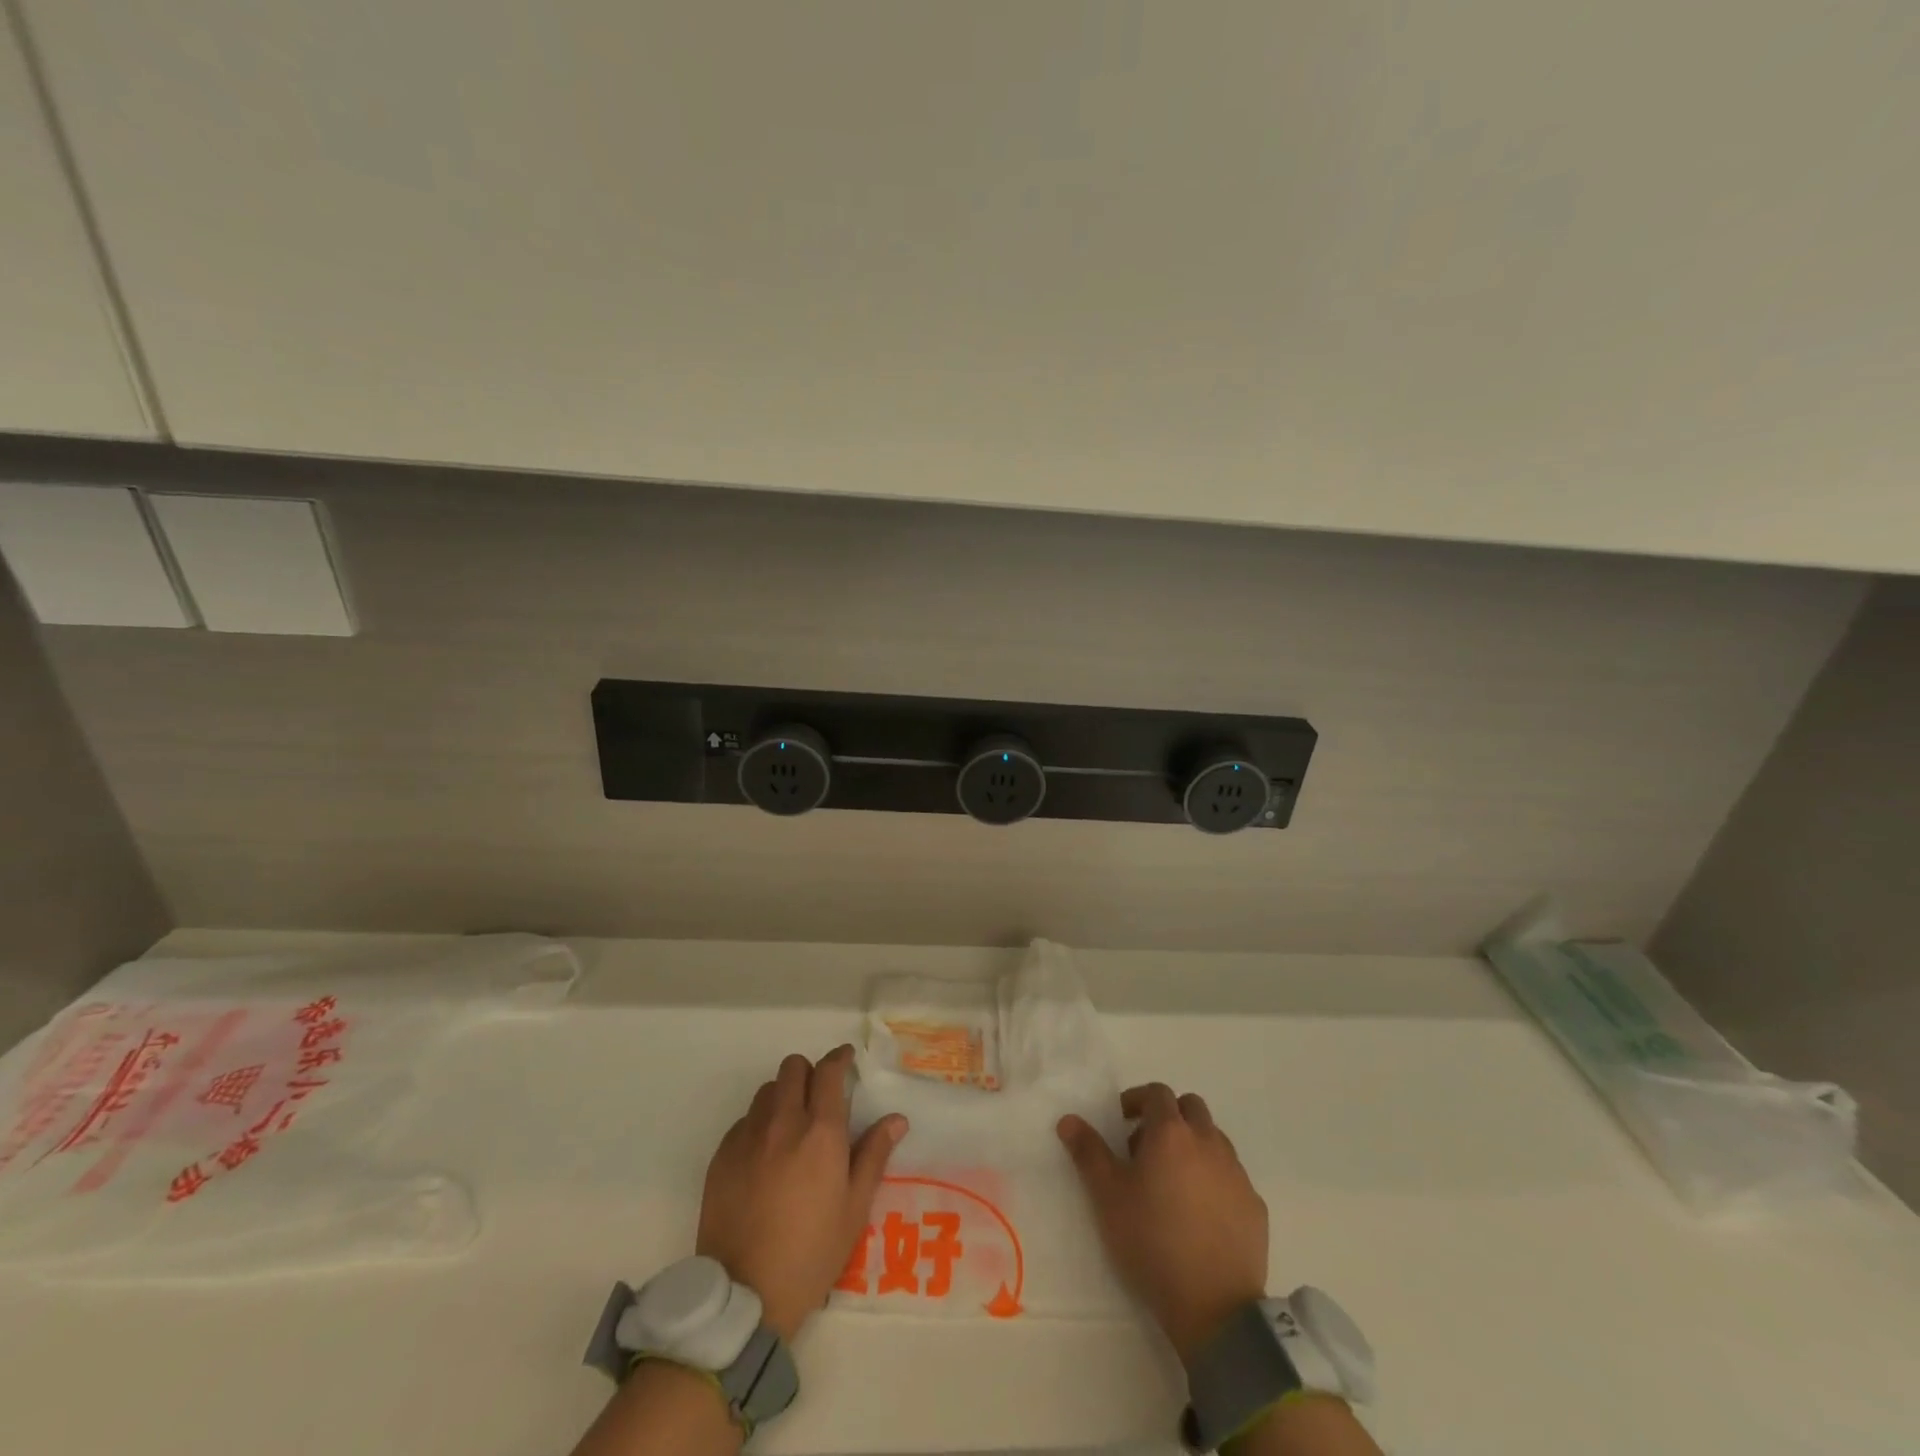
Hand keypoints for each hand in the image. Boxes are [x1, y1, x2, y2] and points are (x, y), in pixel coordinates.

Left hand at [697, 1046, 907, 1341]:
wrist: (745, 1295)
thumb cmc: (812, 1253)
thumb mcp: (855, 1208)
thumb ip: (874, 1155)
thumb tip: (896, 1119)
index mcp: (821, 1133)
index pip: (829, 1072)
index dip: (839, 1059)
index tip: (846, 1060)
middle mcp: (783, 1123)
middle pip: (793, 1068)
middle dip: (809, 1073)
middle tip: (819, 1097)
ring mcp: (747, 1137)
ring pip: (766, 1091)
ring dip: (783, 1096)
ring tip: (791, 1127)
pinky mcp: (721, 1156)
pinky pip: (743, 1121)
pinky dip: (758, 1125)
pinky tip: (764, 1156)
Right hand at [1059, 1083, 1268, 1366]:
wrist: (1214, 1308)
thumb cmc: (1151, 1241)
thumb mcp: (1107, 1196)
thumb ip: (1088, 1152)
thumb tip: (1068, 1120)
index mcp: (1171, 1133)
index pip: (1157, 1093)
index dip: (1137, 1100)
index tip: (1122, 1122)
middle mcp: (1208, 1142)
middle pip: (1191, 1107)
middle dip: (1169, 1116)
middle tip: (1147, 1147)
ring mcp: (1237, 1173)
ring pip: (1215, 1139)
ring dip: (1194, 1146)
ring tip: (1173, 1181)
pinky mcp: (1255, 1206)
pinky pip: (1232, 1176)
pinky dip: (1214, 1179)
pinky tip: (1200, 1213)